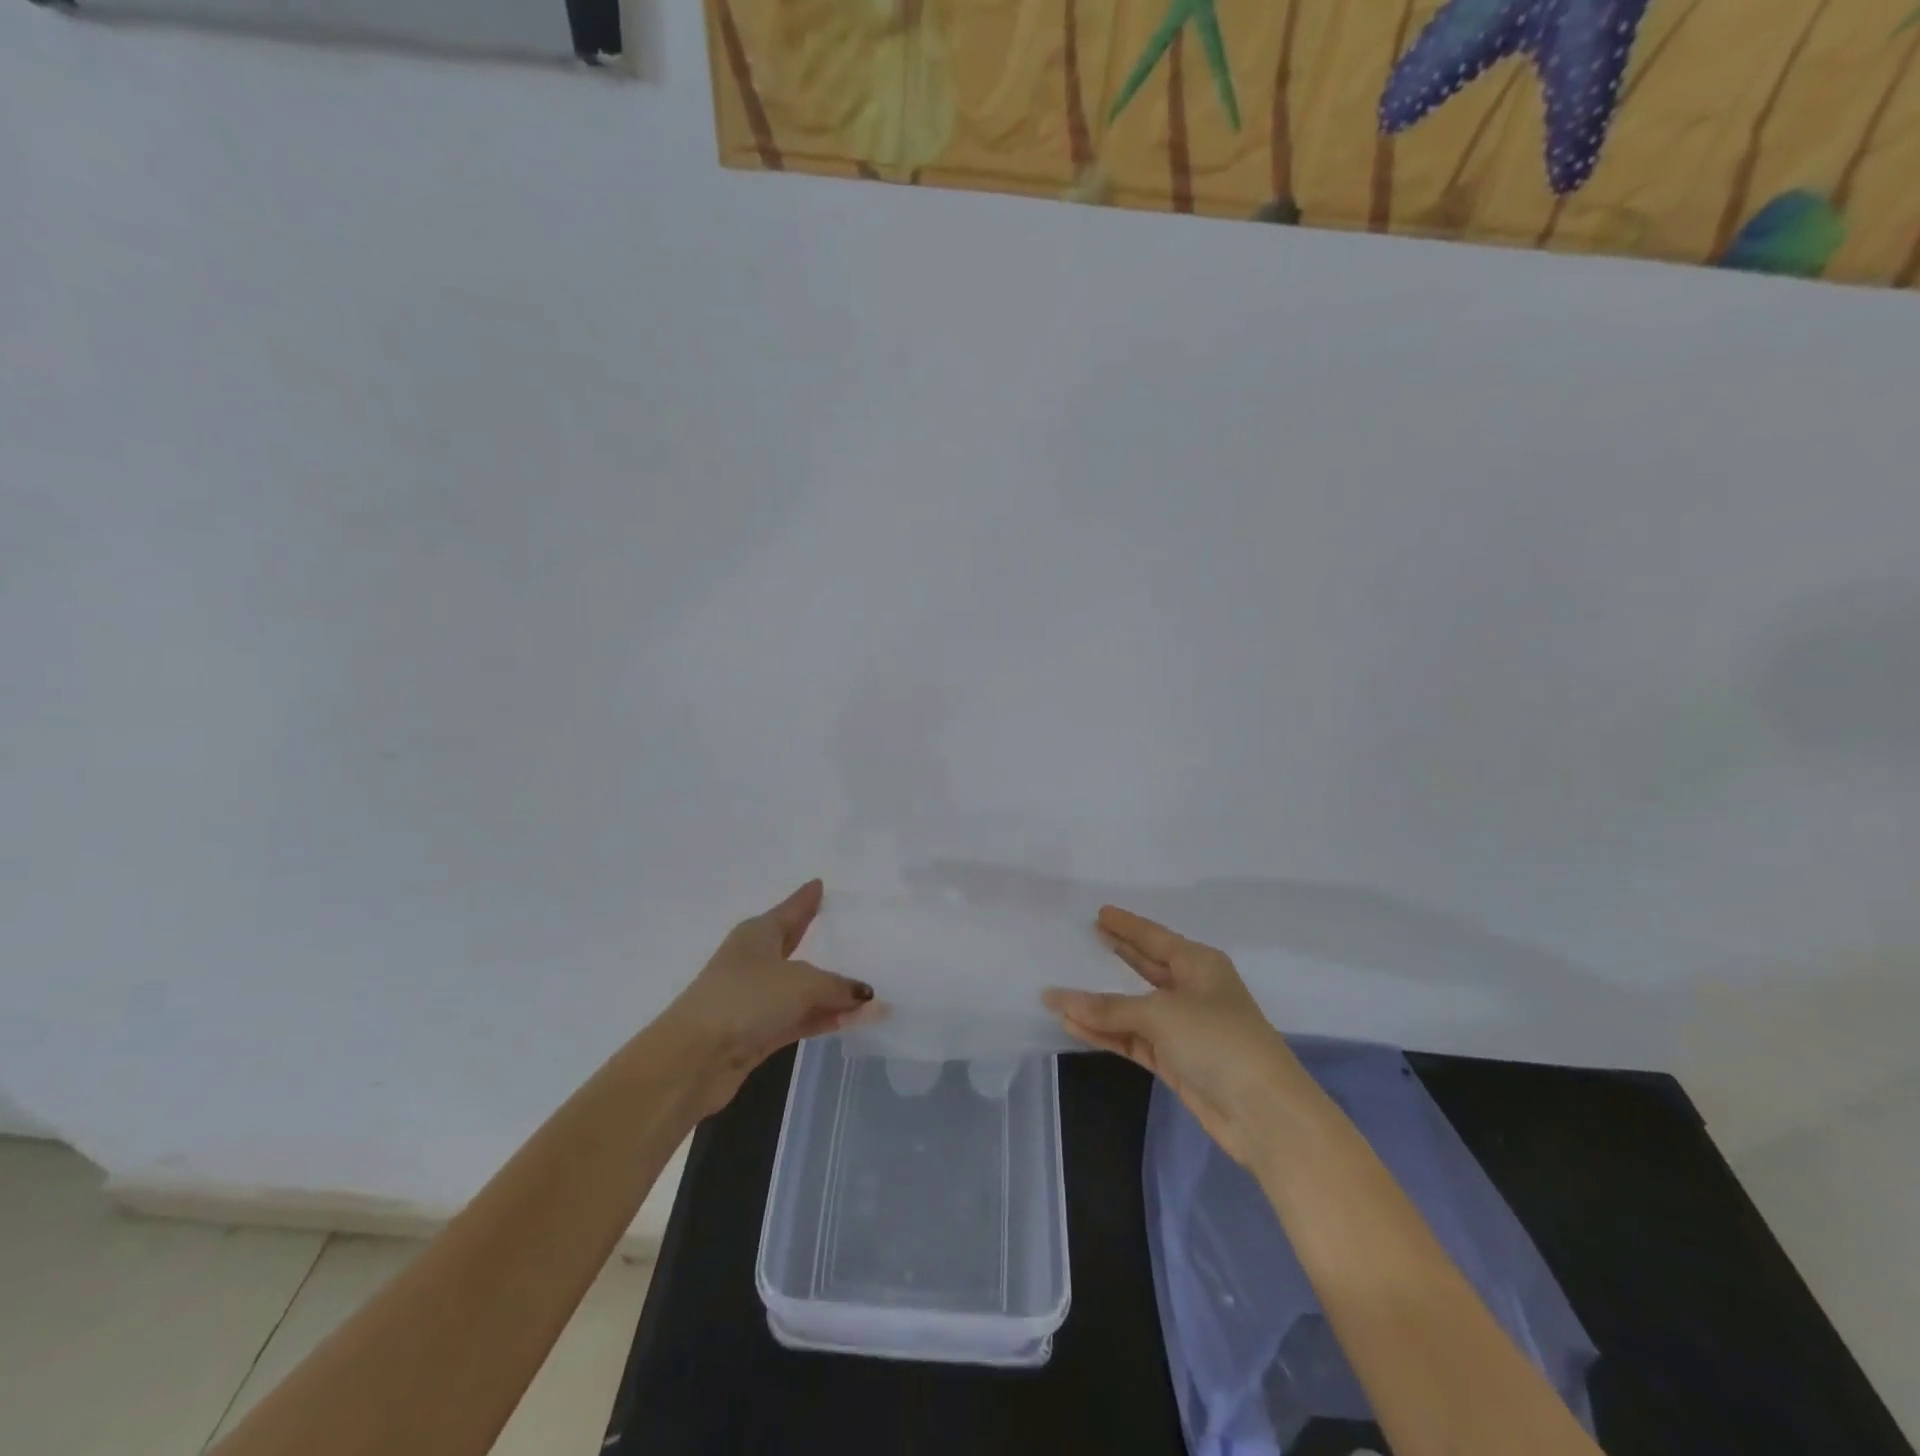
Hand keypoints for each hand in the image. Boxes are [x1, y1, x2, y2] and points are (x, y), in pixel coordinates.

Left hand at [662, 880, 873, 1115]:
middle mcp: (755, 961)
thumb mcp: (801, 983)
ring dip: (831, 992)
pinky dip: (822, 1018)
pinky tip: (851, 1019)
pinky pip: (799, 1018)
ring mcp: (755, 999)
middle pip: (796, 947)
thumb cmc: (746, 999)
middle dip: (821, 942)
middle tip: (851, 933)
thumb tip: (867, 996)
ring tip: (868, 991)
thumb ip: (838, 987)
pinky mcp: (757, 1033)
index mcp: (758, 934)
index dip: (807, 898)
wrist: (693, 1058)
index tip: (820, 884)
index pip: (791, 909)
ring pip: (802, 989)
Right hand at [1043, 906, 1311, 1167]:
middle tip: (1087, 936)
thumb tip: (1055, 999)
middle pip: (1146, 967)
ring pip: (1133, 1008)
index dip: (1127, 925)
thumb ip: (1107, 1008)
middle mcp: (1192, 991)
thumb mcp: (1161, 1014)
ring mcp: (1183, 1028)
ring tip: (1063, 989)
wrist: (1264, 1114)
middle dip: (1118, 954)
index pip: (1155, 937)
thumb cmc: (1219, 1041)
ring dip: (1100, 1004)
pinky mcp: (1175, 1061)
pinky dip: (1105, 1033)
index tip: (1100, 911)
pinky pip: (1132, 1038)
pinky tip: (1074, 1025)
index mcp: (1199, 965)